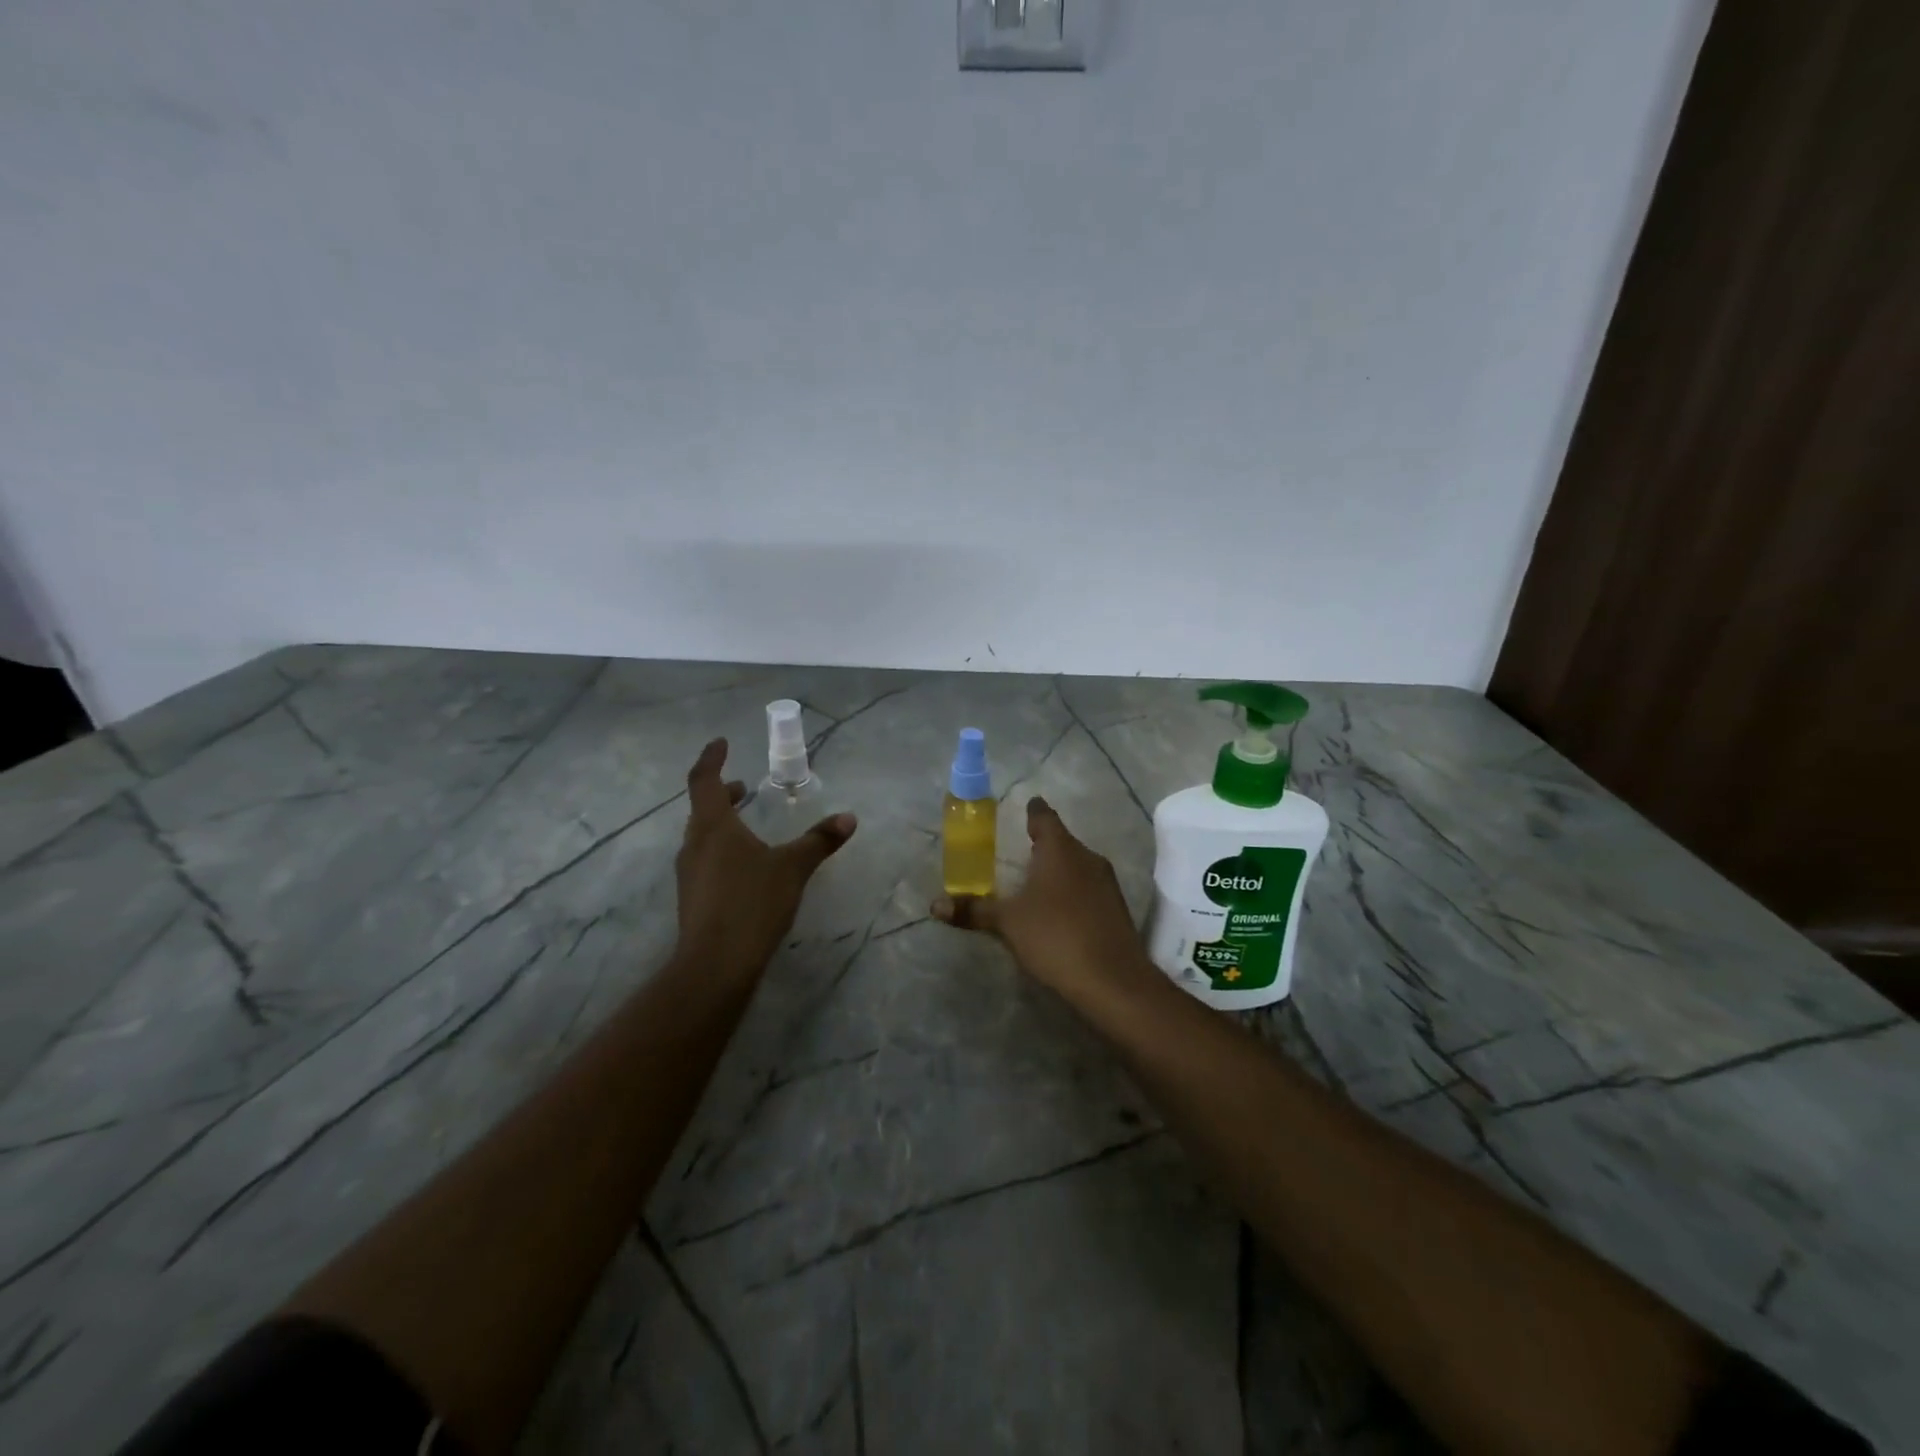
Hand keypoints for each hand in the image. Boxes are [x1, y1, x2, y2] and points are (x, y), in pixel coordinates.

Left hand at [674, 739, 856, 975]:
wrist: (715, 965)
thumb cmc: (752, 903)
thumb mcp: (793, 868)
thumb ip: (819, 841)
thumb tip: (849, 818)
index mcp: (713, 826)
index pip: (704, 780)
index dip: (711, 758)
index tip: (722, 743)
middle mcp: (694, 844)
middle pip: (702, 808)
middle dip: (723, 793)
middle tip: (743, 787)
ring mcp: (689, 873)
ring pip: (703, 836)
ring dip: (723, 822)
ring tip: (749, 824)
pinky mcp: (693, 898)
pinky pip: (706, 859)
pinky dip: (723, 848)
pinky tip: (746, 867)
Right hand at [931, 796, 1155, 1007]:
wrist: (1113, 980)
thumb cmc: (1055, 936)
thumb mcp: (1008, 923)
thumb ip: (974, 911)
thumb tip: (935, 905)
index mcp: (1060, 849)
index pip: (1044, 817)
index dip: (1033, 811)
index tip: (1026, 806)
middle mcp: (1087, 857)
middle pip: (1062, 841)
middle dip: (1043, 844)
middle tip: (1019, 848)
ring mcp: (1107, 883)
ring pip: (1077, 865)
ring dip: (1058, 869)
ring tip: (1035, 881)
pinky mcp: (1116, 908)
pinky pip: (1088, 888)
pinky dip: (1072, 891)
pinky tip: (1058, 910)